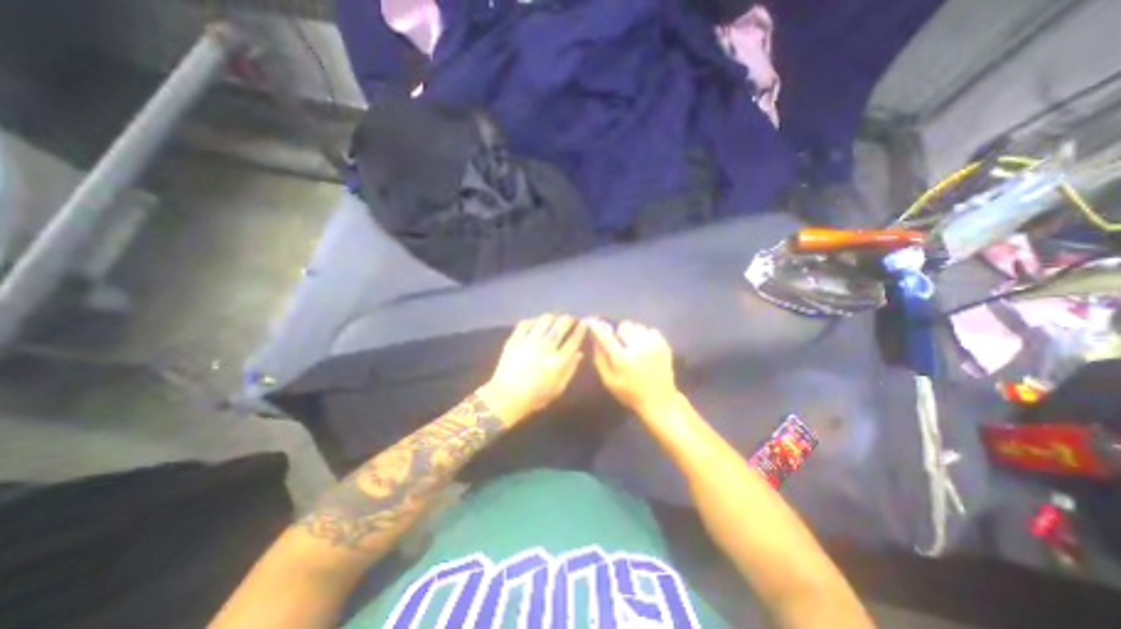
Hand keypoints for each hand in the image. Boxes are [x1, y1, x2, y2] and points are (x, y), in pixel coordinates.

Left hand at [479, 312, 588, 424]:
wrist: (506, 397)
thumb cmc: (535, 397)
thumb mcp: (558, 388)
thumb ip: (570, 370)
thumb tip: (579, 353)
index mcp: (557, 362)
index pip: (573, 340)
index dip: (581, 330)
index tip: (585, 323)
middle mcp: (545, 348)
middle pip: (560, 326)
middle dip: (568, 319)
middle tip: (571, 319)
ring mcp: (529, 342)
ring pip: (544, 320)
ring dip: (552, 317)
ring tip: (554, 319)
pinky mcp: (515, 339)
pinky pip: (526, 323)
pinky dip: (533, 321)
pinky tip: (536, 324)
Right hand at [590, 319, 677, 417]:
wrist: (659, 400)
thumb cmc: (630, 392)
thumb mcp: (609, 380)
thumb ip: (600, 358)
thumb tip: (594, 338)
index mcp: (622, 358)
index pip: (606, 336)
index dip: (597, 327)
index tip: (592, 321)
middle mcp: (638, 347)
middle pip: (624, 325)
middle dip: (620, 333)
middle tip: (621, 345)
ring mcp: (653, 344)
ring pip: (637, 326)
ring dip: (633, 334)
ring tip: (635, 348)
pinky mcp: (664, 344)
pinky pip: (650, 330)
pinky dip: (645, 336)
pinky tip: (646, 349)